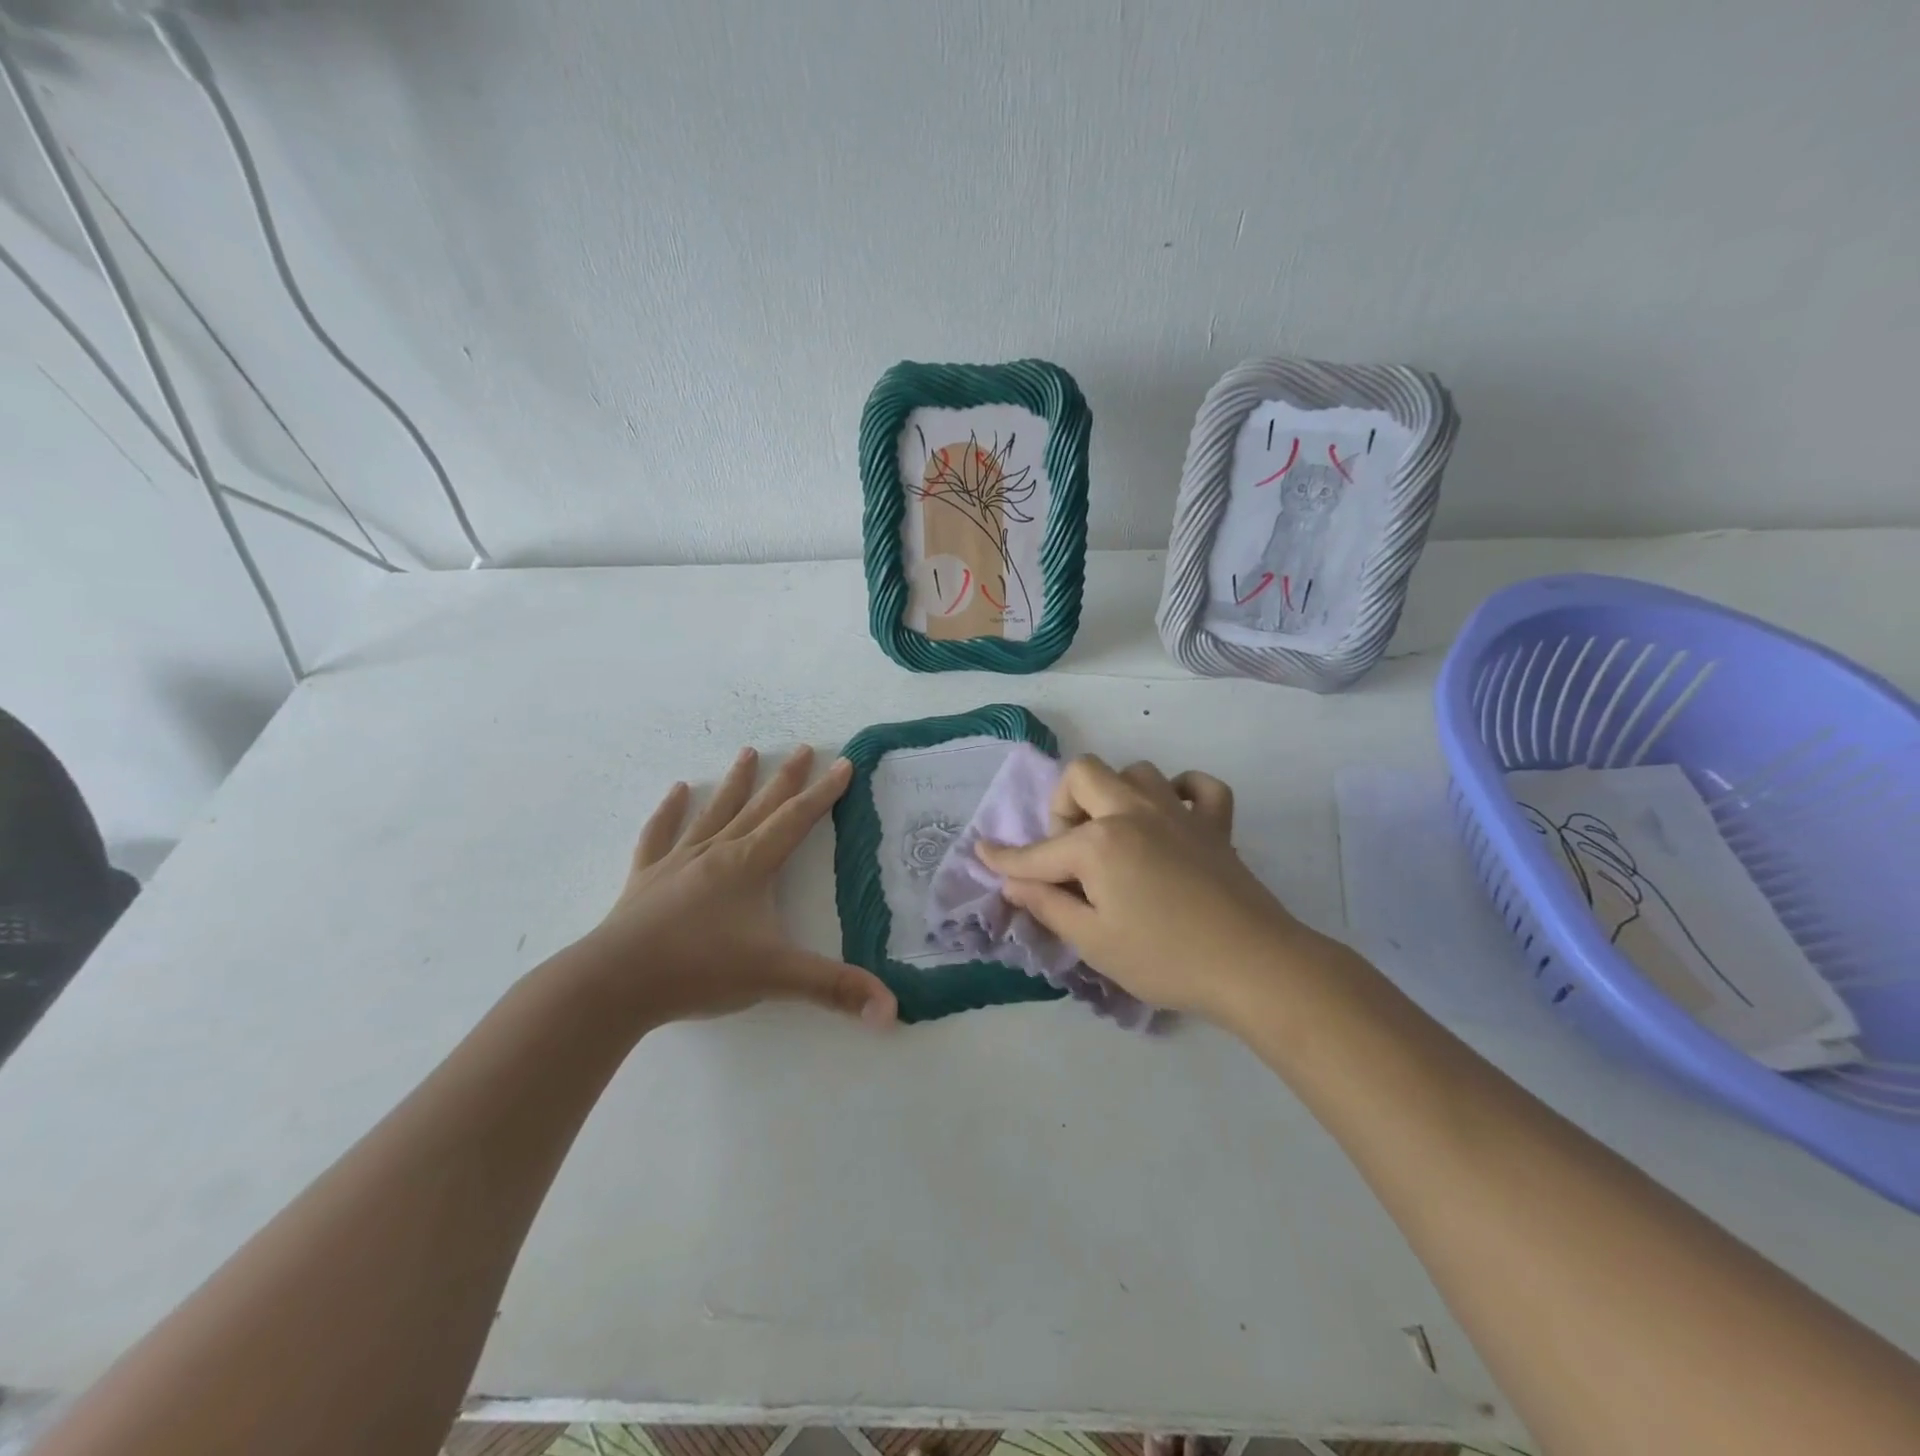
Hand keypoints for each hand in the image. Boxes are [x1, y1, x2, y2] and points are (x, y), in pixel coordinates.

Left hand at [572, 745, 896, 1029]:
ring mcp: (678, 861)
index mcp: (751, 866)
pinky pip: (660, 835)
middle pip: (760, 806)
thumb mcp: (776, 978)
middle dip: (787, 778)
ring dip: (735, 783)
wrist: (614, 983)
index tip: (843, 764)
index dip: (824, 793)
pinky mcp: (647, 879)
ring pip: (714, 812)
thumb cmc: (700, 970)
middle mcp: (718, 852)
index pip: (796, 820)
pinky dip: (669, 812)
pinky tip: (676, 791)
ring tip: (748, 752)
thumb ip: (835, 990)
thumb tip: (893, 1011)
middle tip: (804, 748)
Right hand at [977, 755, 1328, 1025]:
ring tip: (1116, 837)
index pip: (1040, 851)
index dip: (1006, 858)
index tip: (983, 851)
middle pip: (1083, 774)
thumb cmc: (1164, 958)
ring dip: (1116, 796)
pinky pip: (1198, 786)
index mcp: (1099, 843)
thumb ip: (1048, 905)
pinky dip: (1181, 793)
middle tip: (1071, 852)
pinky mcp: (1215, 824)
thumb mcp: (1094, 941)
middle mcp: (1133, 812)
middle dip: (1064, 806)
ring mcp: (1178, 812)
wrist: (1253, 966)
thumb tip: (1013, 883)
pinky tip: (1172, 820)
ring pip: (1136, 771)